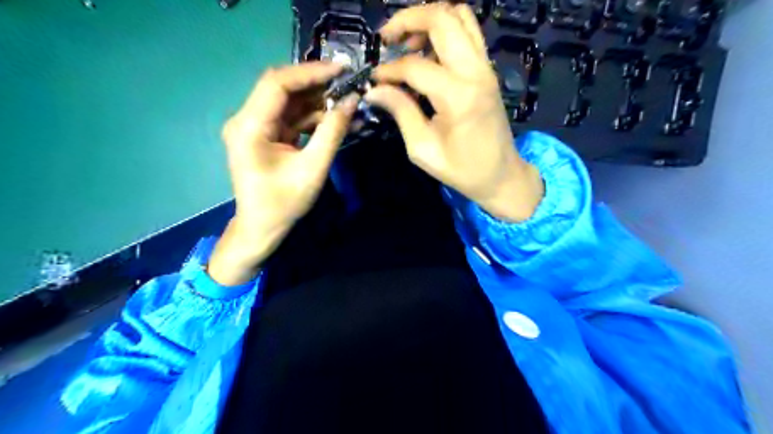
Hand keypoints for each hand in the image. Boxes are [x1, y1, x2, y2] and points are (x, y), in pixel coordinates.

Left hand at [209, 60, 358, 285]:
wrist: (262, 228)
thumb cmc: (283, 204)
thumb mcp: (313, 168)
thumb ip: (332, 132)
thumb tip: (352, 102)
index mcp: (249, 127)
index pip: (277, 84)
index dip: (310, 73)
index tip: (341, 70)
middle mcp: (246, 120)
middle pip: (283, 89)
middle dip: (317, 85)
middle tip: (349, 85)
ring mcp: (255, 127)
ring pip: (290, 103)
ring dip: (319, 102)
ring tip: (349, 103)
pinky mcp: (266, 136)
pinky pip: (292, 119)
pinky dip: (314, 118)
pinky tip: (337, 119)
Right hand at [366, 4, 541, 222]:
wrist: (501, 175)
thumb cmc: (462, 169)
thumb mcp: (423, 149)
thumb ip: (401, 112)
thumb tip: (375, 90)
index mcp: (457, 96)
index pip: (415, 66)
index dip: (389, 70)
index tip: (375, 80)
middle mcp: (475, 72)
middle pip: (442, 18)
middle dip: (407, 20)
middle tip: (386, 38)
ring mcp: (485, 67)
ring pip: (459, 16)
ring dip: (429, 20)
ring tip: (408, 42)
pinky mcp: (487, 69)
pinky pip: (469, 32)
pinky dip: (445, 29)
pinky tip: (429, 51)